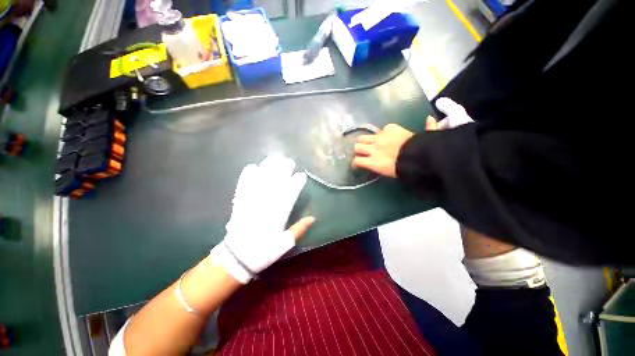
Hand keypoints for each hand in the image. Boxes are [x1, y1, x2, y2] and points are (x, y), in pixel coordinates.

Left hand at [211, 155, 314, 282]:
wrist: (237, 258)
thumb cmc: (264, 251)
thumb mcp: (285, 243)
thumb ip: (299, 229)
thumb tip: (313, 218)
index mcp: (279, 214)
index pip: (290, 194)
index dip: (297, 183)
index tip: (301, 175)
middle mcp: (266, 204)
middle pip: (276, 183)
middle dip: (283, 170)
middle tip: (288, 161)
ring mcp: (252, 202)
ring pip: (261, 181)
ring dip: (268, 169)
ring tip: (273, 159)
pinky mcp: (240, 203)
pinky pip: (244, 186)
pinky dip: (247, 176)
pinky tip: (251, 167)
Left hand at [351, 98, 472, 176]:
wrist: (417, 158)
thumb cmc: (422, 147)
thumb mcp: (426, 134)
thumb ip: (428, 127)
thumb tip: (431, 118)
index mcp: (390, 129)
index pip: (378, 132)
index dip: (378, 139)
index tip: (379, 144)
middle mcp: (378, 138)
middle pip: (362, 138)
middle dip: (362, 144)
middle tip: (363, 151)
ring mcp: (373, 150)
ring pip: (357, 148)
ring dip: (357, 153)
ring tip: (359, 158)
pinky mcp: (371, 161)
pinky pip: (357, 161)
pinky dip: (355, 164)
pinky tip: (355, 168)